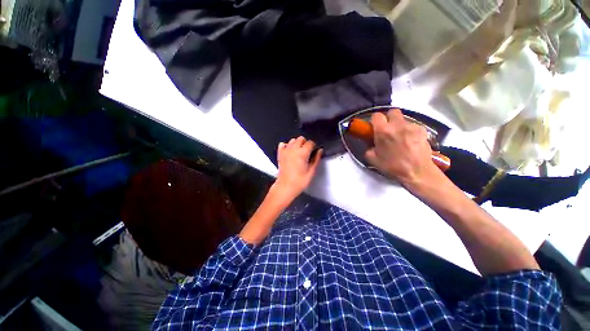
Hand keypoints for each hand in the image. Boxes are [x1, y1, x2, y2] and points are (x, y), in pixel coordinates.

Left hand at [273, 136, 322, 200]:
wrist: (285, 186)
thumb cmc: (299, 181)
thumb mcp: (311, 171)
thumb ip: (316, 159)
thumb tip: (320, 150)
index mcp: (302, 153)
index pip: (310, 142)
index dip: (314, 146)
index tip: (314, 151)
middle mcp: (293, 149)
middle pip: (301, 138)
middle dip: (305, 143)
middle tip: (307, 152)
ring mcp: (285, 151)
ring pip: (292, 140)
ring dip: (297, 144)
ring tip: (299, 152)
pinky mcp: (280, 154)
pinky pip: (282, 144)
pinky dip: (287, 145)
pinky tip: (290, 151)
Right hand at [365, 109, 441, 189]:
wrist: (417, 172)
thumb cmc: (392, 166)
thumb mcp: (373, 159)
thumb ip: (369, 148)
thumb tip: (371, 144)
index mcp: (383, 131)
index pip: (376, 115)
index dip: (374, 120)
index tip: (374, 127)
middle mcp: (397, 125)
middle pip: (392, 111)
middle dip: (388, 118)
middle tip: (387, 129)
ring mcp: (411, 126)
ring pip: (403, 119)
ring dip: (399, 126)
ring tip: (400, 138)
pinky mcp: (422, 130)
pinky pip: (412, 126)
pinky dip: (409, 131)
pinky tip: (410, 141)